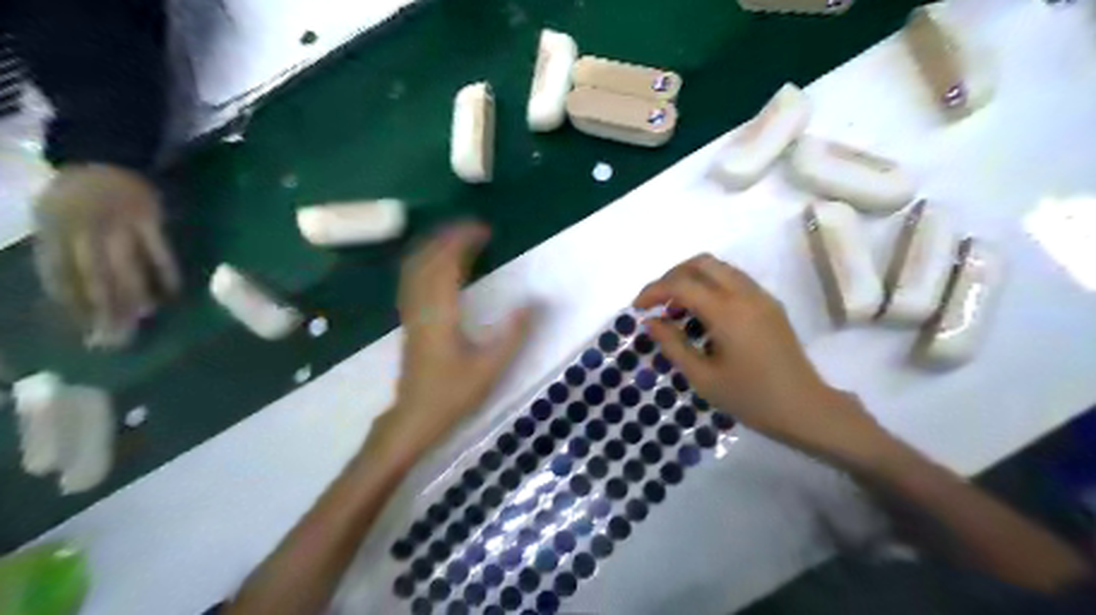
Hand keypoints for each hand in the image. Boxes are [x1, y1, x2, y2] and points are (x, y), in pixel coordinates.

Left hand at [33, 163, 180, 344]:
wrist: (105, 151)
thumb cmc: (76, 191)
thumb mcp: (50, 214)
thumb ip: (58, 248)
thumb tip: (71, 294)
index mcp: (52, 228)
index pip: (60, 275)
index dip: (73, 305)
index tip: (87, 332)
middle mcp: (82, 228)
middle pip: (95, 277)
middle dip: (106, 310)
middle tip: (117, 338)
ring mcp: (119, 223)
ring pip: (126, 268)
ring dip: (136, 296)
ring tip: (144, 321)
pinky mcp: (150, 218)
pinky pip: (158, 251)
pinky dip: (165, 272)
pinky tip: (173, 292)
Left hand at [370, 223, 532, 462]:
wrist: (414, 418)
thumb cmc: (452, 395)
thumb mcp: (490, 367)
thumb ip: (513, 333)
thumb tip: (535, 301)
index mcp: (440, 313)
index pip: (447, 263)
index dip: (462, 240)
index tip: (484, 229)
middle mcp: (421, 306)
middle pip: (427, 258)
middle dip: (448, 237)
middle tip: (474, 228)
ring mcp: (411, 313)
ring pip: (415, 267)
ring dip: (434, 246)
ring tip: (458, 238)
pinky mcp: (410, 321)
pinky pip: (412, 279)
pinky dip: (425, 261)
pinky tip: (438, 265)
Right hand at [639, 251, 884, 460]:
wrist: (805, 408)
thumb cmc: (750, 398)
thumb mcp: (703, 377)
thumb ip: (672, 344)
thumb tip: (650, 321)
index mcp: (727, 312)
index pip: (681, 284)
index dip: (653, 290)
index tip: (637, 308)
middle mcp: (744, 294)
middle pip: (701, 263)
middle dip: (672, 276)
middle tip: (656, 301)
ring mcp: (760, 296)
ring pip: (719, 267)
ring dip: (692, 278)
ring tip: (676, 307)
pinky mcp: (769, 304)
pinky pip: (733, 279)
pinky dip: (710, 285)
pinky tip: (703, 313)